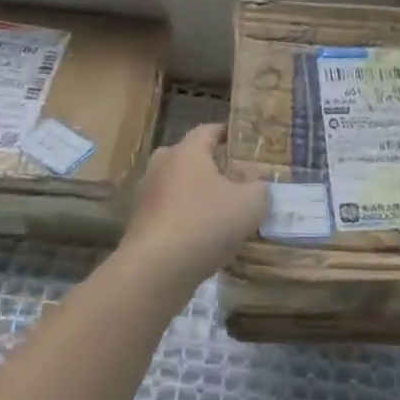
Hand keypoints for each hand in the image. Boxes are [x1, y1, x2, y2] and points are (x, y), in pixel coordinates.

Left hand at [117, 123, 267, 296]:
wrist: (156, 269)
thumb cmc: (206, 224)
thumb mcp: (250, 204)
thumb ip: (259, 188)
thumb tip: (257, 184)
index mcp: (187, 151)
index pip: (208, 130)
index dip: (228, 133)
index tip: (245, 141)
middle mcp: (162, 165)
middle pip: (190, 157)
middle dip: (212, 165)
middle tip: (236, 178)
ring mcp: (146, 194)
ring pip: (178, 185)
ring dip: (197, 193)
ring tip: (222, 209)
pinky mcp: (140, 222)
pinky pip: (169, 210)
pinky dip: (185, 216)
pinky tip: (203, 235)